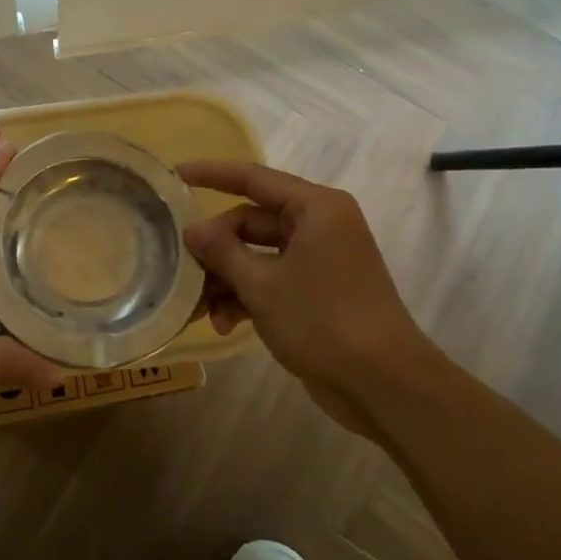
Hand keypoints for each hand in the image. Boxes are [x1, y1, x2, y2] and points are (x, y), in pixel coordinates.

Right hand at [178, 160, 442, 428]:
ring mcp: (320, 259)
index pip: (253, 178)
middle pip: (251, 221)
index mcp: (315, 208)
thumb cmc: (324, 320)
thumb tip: (192, 229)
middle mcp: (319, 225)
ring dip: (228, 278)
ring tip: (199, 308)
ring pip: (258, 254)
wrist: (385, 385)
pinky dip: (248, 296)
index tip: (175, 173)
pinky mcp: (319, 291)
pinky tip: (224, 323)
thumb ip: (222, 251)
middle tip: (183, 267)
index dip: (211, 174)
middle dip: (216, 248)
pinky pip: (273, 279)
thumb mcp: (263, 284)